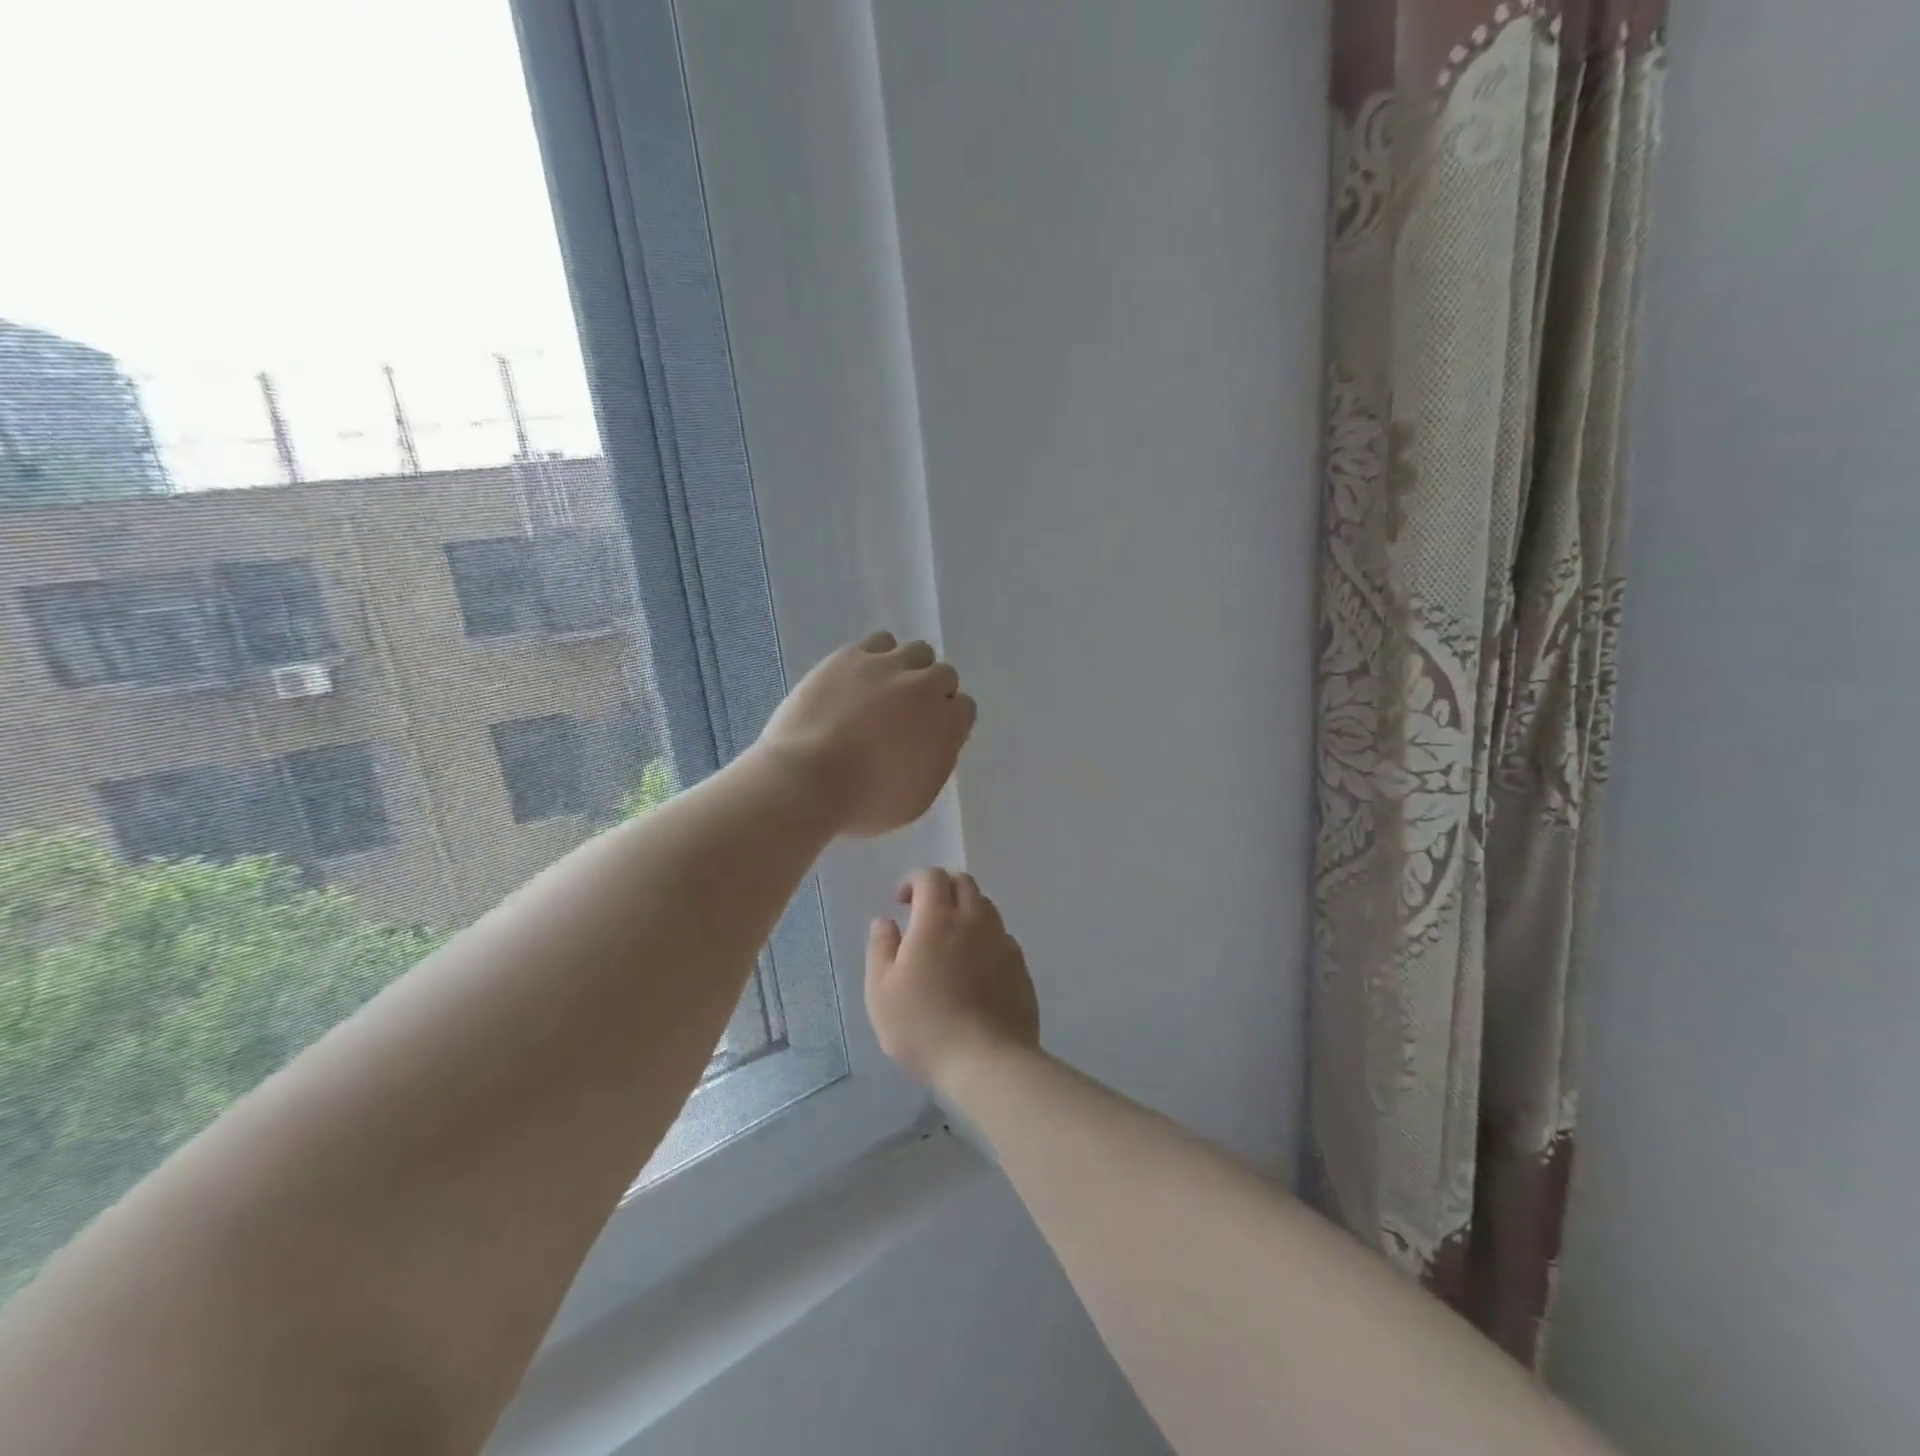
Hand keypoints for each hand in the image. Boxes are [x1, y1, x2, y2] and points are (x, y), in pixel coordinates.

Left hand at [756, 631, 976, 837]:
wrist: (809, 779)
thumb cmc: (866, 802)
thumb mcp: (916, 798)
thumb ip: (934, 761)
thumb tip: (933, 741)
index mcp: (946, 724)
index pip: (964, 708)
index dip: (947, 721)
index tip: (929, 735)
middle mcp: (924, 687)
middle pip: (943, 675)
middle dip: (930, 693)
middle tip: (906, 715)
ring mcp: (887, 666)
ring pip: (915, 651)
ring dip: (908, 668)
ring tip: (884, 690)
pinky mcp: (850, 656)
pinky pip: (877, 643)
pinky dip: (875, 658)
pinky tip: (859, 678)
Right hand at [866, 868, 1040, 1087]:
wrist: (987, 1062)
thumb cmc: (924, 1026)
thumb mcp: (882, 991)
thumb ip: (881, 948)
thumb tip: (886, 921)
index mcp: (938, 919)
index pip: (932, 877)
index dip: (915, 881)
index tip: (902, 903)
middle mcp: (975, 921)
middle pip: (964, 883)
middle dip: (942, 888)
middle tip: (925, 913)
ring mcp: (1002, 942)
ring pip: (986, 908)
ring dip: (966, 911)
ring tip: (950, 941)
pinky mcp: (1021, 967)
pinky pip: (1002, 938)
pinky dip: (985, 939)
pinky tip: (975, 969)